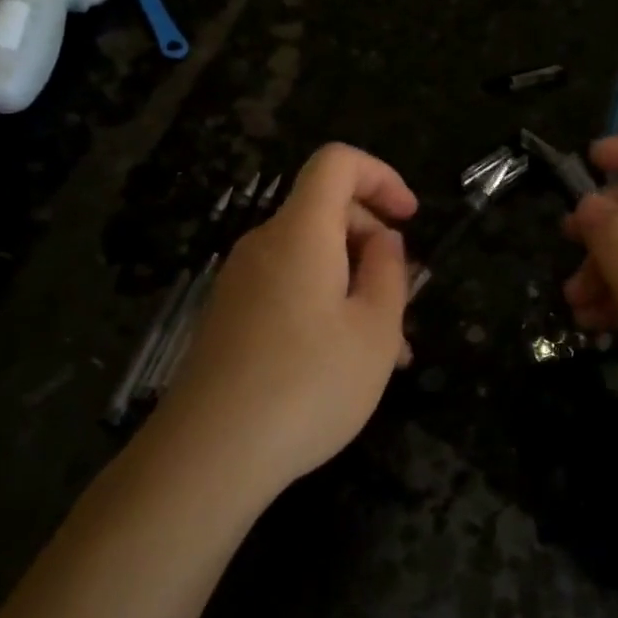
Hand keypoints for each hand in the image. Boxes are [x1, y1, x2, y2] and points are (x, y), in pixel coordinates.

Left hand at [160, 143, 417, 498]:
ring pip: (311, 259)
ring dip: (354, 286)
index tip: (409, 219)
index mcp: (301, 232)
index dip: (381, 176)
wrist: (208, 455)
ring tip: (387, 351)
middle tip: (405, 303)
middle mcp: (264, 245)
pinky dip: (324, 305)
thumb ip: (389, 272)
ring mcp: (240, 282)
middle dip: (374, 245)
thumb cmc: (307, 385)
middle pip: (325, 212)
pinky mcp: (228, 317)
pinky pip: (287, 288)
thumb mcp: (374, 331)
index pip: (337, 163)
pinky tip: (342, 363)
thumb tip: (383, 240)